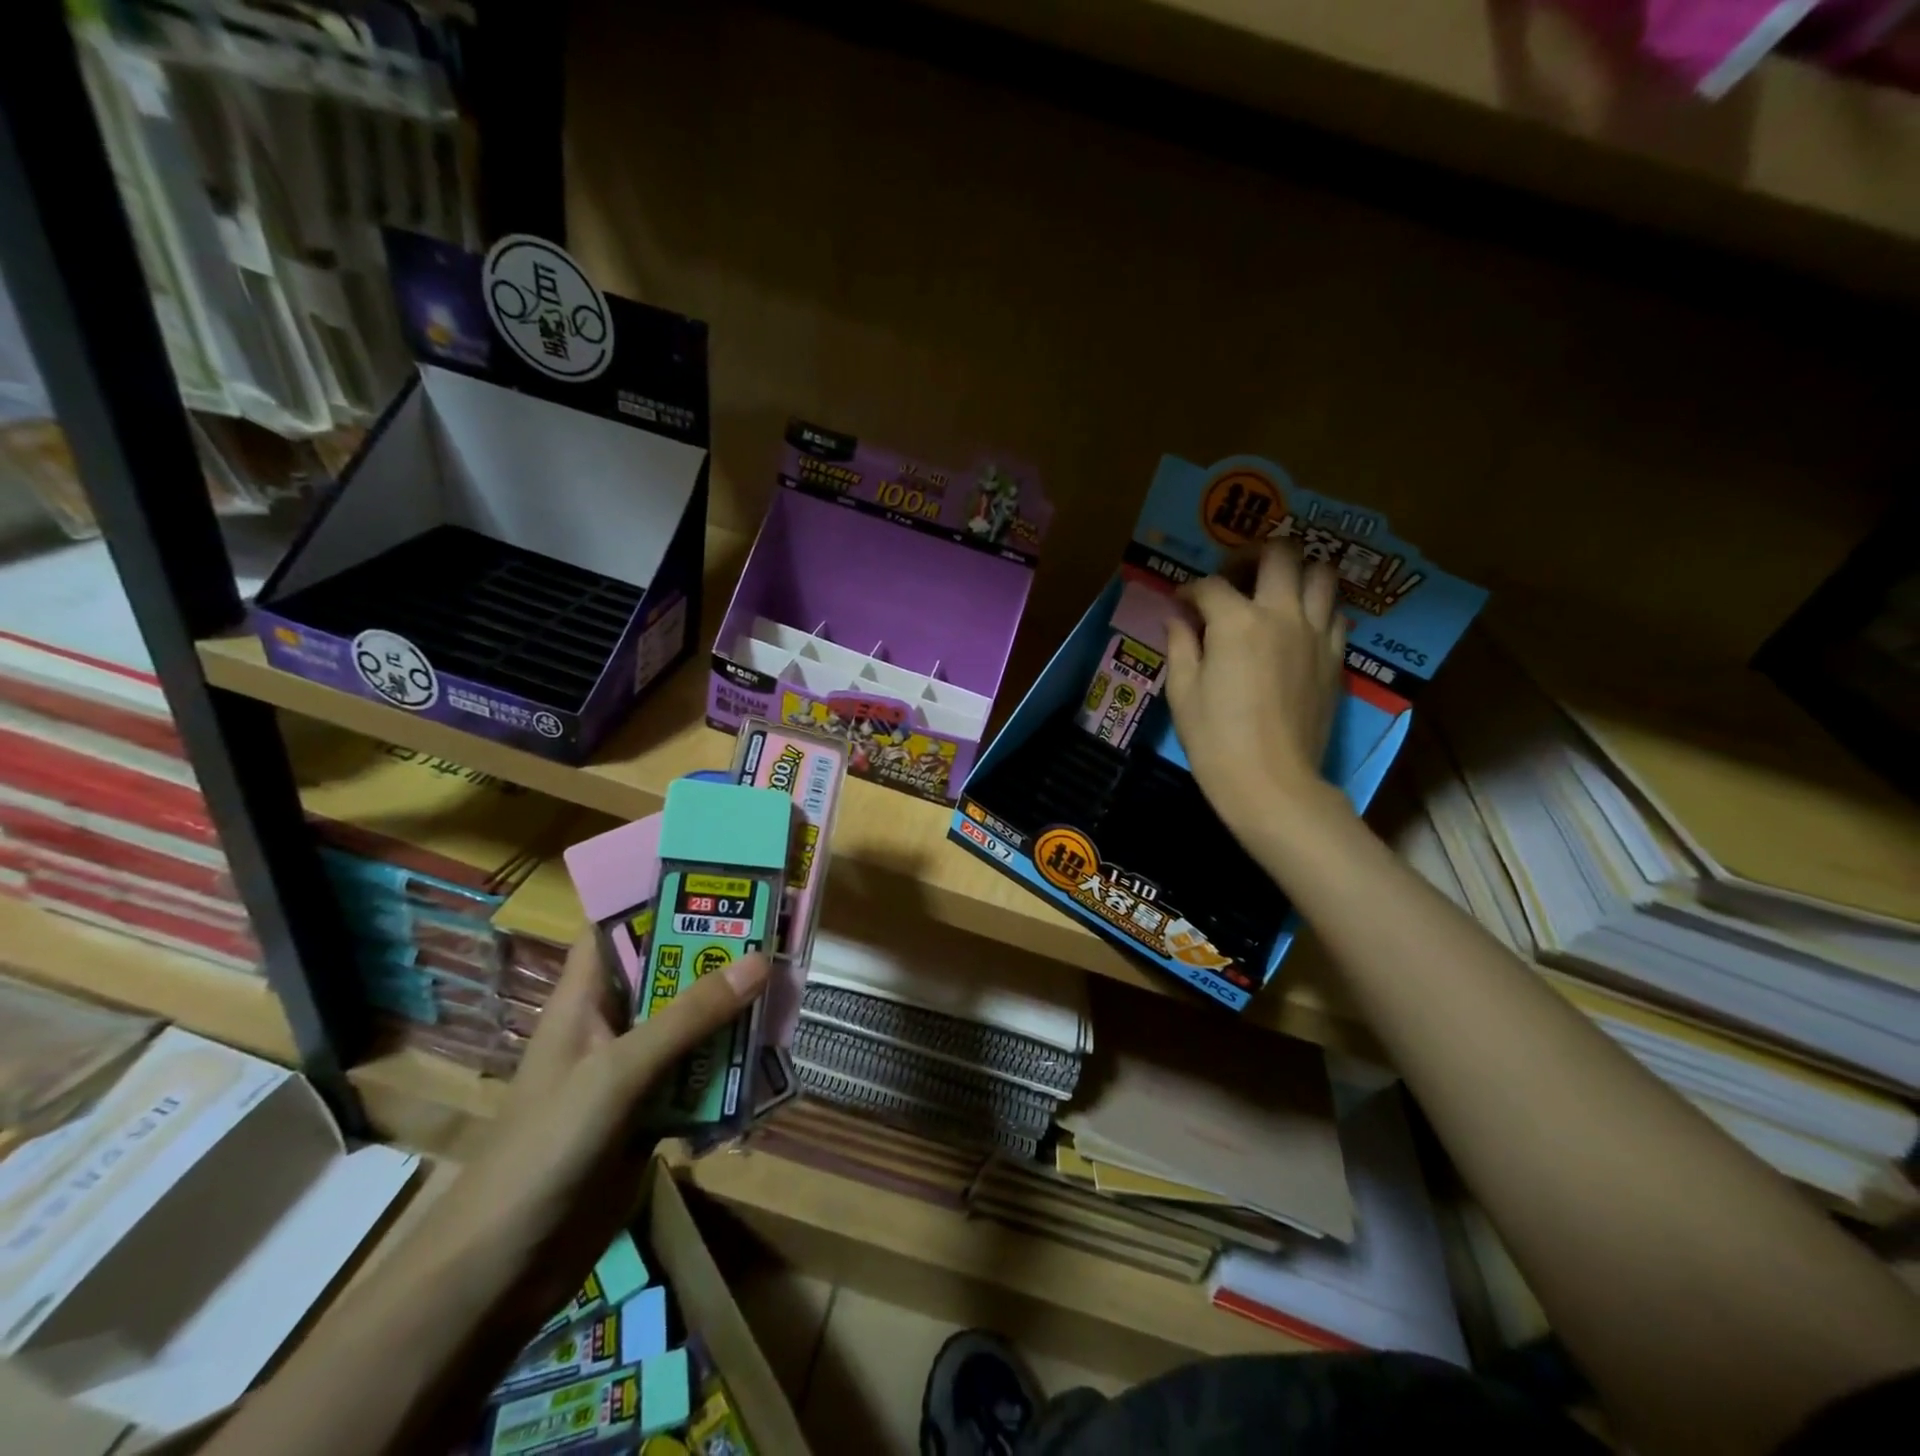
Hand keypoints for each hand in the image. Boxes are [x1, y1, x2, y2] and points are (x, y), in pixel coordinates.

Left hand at [424, 931, 769, 1328]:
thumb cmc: (546, 1148)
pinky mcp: (649, 1115)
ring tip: (787, 986)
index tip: (718, 875)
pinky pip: (698, 1076)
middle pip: (668, 973)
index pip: (618, 927)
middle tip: (777, 929)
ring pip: (690, 1025)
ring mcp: (631, 1072)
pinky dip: (730, 1066)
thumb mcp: (618, 1071)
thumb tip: (760, 960)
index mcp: (586, 999)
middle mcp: (611, 1025)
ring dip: (731, 1012)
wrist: (503, 1270)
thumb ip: (688, 1018)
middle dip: (717, 955)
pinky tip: (769, 1058)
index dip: (660, 896)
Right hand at [1165, 543, 1346, 839]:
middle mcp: (1282, 614)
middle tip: (1234, 577)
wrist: (1271, 782)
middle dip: (1251, 556)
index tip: (1180, 602)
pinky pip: (1335, 612)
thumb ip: (1181, 644)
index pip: (1211, 585)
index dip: (1190, 589)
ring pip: (1321, 574)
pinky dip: (1316, 606)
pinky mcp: (1335, 657)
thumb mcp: (1182, 691)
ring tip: (1273, 591)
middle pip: (1280, 554)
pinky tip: (1296, 625)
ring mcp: (1316, 634)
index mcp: (1237, 621)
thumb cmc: (1215, 739)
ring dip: (1295, 572)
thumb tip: (1177, 617)